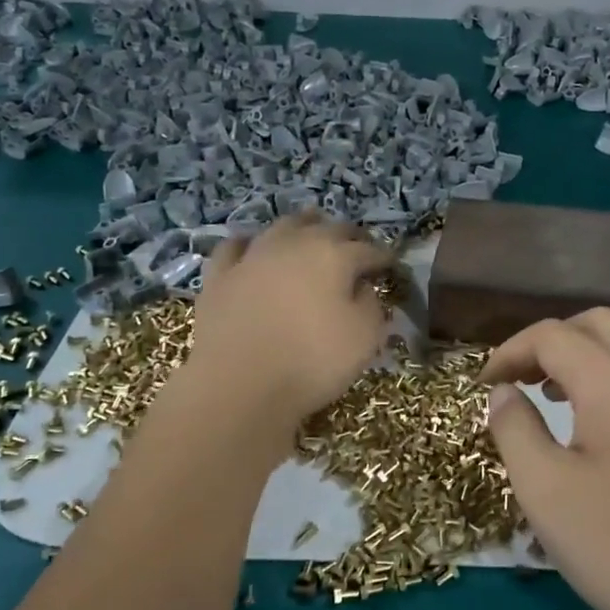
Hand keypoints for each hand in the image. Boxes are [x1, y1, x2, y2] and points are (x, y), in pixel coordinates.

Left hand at [183, 213, 394, 429]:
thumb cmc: (311, 361)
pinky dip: (249, 242)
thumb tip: (364, 289)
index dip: (382, 257)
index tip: (391, 265)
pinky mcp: (219, 276)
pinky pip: (235, 247)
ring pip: (282, 226)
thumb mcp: (364, 339)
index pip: (367, 250)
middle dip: (348, 235)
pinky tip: (252, 246)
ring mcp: (253, 256)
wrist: (237, 384)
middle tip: (357, 246)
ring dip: (302, 225)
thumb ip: (372, 306)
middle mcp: (294, 244)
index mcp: (334, 256)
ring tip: (311, 229)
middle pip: (327, 228)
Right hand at [481, 310, 609, 609]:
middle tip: (521, 381)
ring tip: (556, 397)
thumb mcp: (544, 489)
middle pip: (597, 324)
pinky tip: (600, 426)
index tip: (483, 385)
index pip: (553, 335)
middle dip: (551, 341)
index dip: (509, 352)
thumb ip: (514, 428)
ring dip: (587, 355)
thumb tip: (504, 392)